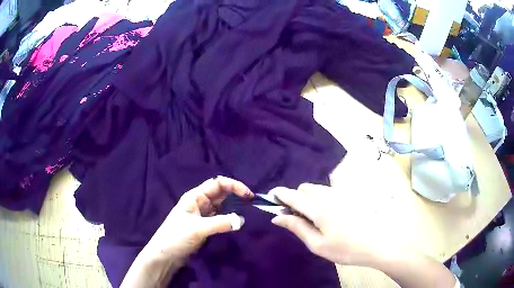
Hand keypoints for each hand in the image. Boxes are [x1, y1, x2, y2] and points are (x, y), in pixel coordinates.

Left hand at [122, 176, 252, 287]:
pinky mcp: (204, 226)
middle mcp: (199, 202)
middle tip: (252, 203)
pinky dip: (229, 218)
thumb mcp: (198, 228)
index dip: (234, 185)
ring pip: (221, 205)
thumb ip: (221, 223)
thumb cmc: (177, 237)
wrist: (165, 255)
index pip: (217, 183)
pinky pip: (220, 217)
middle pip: (221, 193)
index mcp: (195, 196)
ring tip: (248, 211)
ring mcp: (202, 215)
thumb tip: (242, 219)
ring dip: (234, 206)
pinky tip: (237, 222)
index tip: (248, 195)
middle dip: (236, 194)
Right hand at [270, 183, 403, 267]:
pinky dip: (320, 198)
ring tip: (312, 218)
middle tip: (296, 217)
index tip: (270, 197)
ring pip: (317, 188)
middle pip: (304, 188)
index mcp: (319, 208)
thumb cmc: (346, 248)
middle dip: (295, 198)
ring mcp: (342, 193)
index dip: (279, 194)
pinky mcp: (350, 196)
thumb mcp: (317, 244)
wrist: (378, 243)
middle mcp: (329, 195)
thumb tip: (277, 217)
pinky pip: (328, 191)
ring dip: (308, 198)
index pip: (293, 195)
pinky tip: (328, 216)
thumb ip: (297, 227)